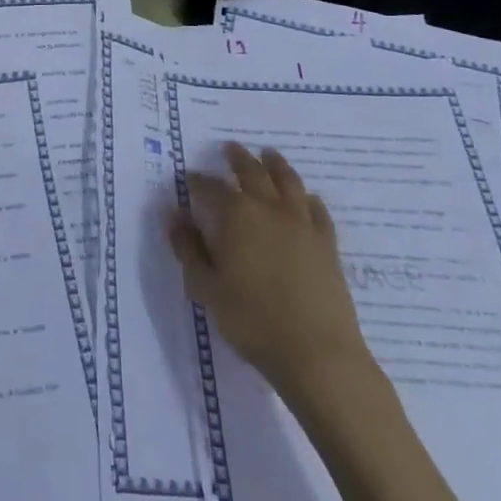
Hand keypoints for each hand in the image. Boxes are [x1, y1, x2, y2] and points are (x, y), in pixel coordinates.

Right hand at [167, 143, 369, 393]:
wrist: (317, 353)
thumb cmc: (252, 320)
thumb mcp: (206, 287)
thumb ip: (188, 248)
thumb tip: (173, 215)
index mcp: (236, 216)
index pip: (210, 188)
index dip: (197, 181)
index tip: (188, 177)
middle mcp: (269, 209)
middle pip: (252, 172)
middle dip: (238, 158)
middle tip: (230, 147)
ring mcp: (302, 223)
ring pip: (288, 181)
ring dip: (276, 164)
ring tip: (268, 154)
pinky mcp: (327, 243)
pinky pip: (317, 210)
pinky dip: (308, 198)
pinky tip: (307, 198)